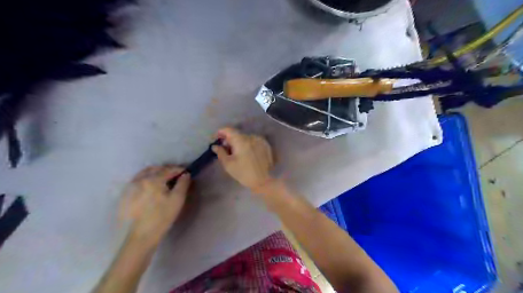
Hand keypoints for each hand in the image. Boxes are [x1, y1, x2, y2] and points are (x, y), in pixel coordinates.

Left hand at [119, 164, 190, 247]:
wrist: (141, 236)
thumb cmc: (162, 217)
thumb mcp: (177, 200)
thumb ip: (183, 183)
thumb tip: (186, 174)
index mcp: (153, 180)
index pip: (169, 169)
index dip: (179, 170)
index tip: (187, 173)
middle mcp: (140, 179)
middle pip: (156, 169)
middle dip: (167, 170)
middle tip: (176, 176)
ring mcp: (130, 186)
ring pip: (145, 173)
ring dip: (156, 173)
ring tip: (164, 180)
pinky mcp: (125, 194)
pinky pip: (138, 180)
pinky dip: (147, 178)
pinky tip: (152, 187)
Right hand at [211, 127, 274, 190]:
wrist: (264, 181)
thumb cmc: (244, 173)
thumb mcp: (228, 164)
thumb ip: (220, 152)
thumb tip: (215, 146)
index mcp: (241, 140)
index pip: (228, 130)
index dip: (220, 133)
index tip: (215, 139)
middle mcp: (251, 137)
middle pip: (237, 134)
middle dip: (229, 140)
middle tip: (224, 149)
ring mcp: (260, 140)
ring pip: (245, 138)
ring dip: (239, 142)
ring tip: (236, 153)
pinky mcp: (266, 145)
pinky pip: (253, 141)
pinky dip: (247, 145)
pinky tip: (246, 154)